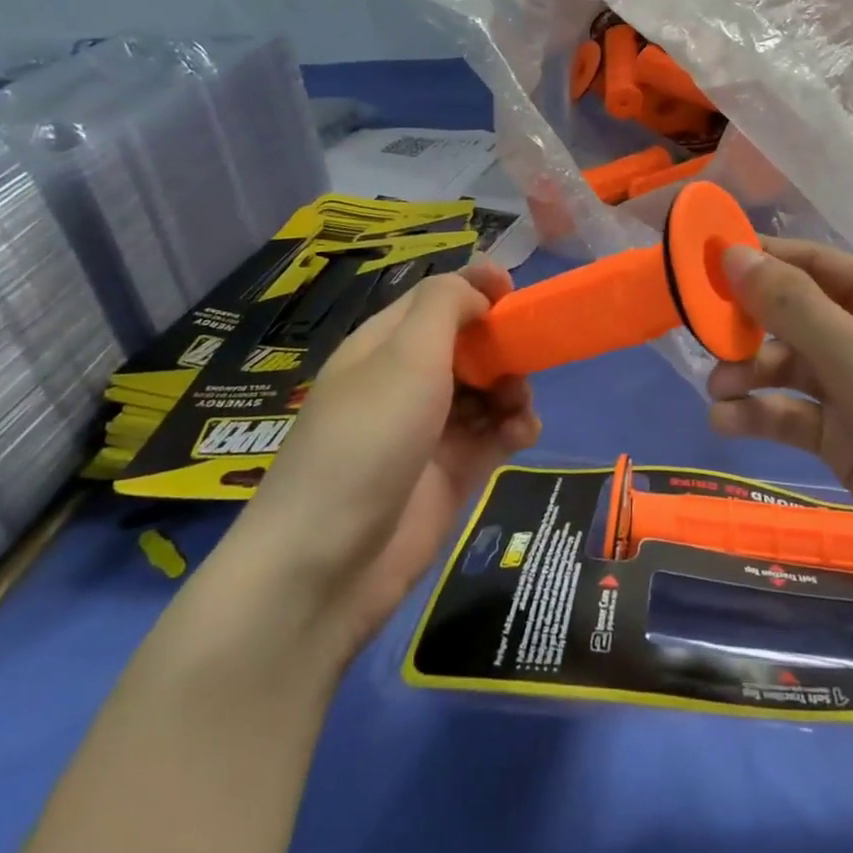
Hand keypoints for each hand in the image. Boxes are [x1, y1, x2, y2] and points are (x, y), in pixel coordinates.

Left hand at [222, 258, 539, 662]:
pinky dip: (515, 428)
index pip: (435, 300)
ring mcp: (430, 429)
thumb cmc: (367, 440)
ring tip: (517, 406)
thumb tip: (478, 289)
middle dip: (502, 343)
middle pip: (468, 344)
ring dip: (513, 387)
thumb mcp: (405, 356)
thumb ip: (444, 306)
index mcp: (384, 345)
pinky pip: (494, 435)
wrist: (327, 564)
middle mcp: (407, 382)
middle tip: (525, 354)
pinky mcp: (452, 472)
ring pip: (488, 389)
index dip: (475, 288)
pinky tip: (522, 435)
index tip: (514, 290)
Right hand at [706, 239, 852, 672]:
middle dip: (749, 325)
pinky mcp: (852, 443)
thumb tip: (732, 252)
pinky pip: (796, 415)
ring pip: (790, 367)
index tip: (695, 264)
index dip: (755, 260)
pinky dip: (762, 415)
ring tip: (716, 391)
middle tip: (701, 339)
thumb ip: (795, 308)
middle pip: (796, 314)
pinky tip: (728, 424)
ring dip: (750, 373)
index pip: (812, 263)